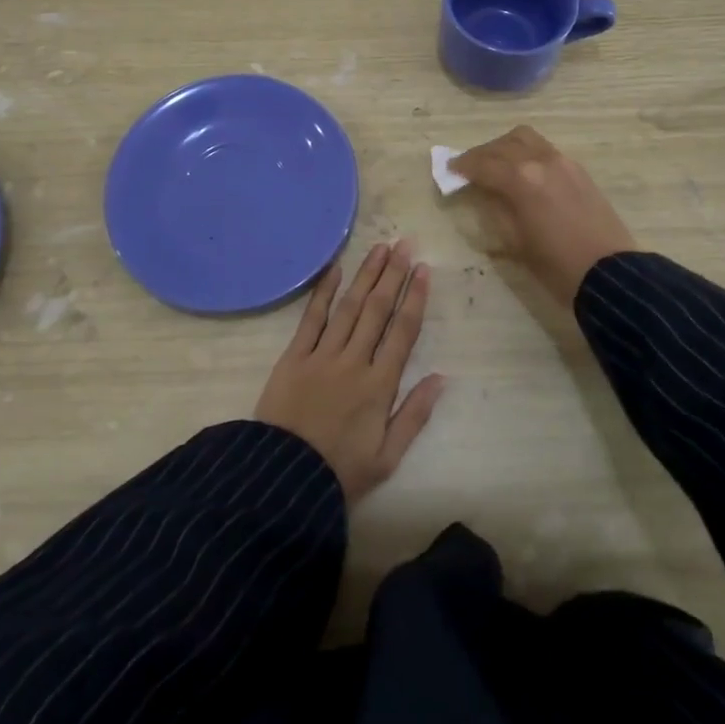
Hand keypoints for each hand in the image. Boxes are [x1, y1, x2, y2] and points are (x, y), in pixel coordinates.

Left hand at [253, 241, 445, 505]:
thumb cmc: (340, 471)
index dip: (415, 298)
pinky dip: (323, 292)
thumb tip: (440, 378)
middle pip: (377, 310)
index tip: (424, 270)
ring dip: (366, 275)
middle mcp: (354, 361)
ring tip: (380, 249)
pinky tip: (335, 269)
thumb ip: (415, 415)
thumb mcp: (387, 456)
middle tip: (404, 245)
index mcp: (379, 385)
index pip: (403, 331)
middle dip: (393, 275)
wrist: (283, 478)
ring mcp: (322, 355)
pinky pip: (312, 318)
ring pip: (349, 306)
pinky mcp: (294, 356)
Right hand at [450, 126, 637, 305]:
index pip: (483, 164)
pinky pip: (544, 148)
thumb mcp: (514, 241)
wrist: (608, 273)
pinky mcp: (578, 169)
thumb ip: (494, 209)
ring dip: (505, 146)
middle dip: (481, 153)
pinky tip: (522, 171)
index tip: (450, 171)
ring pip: (526, 138)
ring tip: (495, 164)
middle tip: (468, 168)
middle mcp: (540, 161)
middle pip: (503, 144)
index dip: (462, 166)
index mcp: (521, 179)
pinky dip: (526, 152)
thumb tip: (483, 192)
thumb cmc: (555, 265)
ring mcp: (563, 162)